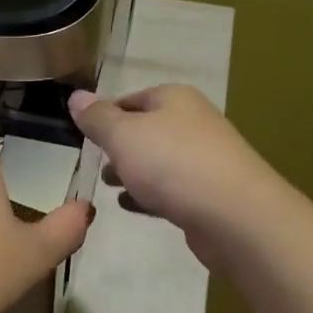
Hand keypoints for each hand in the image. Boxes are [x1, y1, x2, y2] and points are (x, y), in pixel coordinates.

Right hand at [69, 84, 288, 269]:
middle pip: (146, 130)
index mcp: (174, 99)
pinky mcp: (210, 193)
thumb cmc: (172, 164)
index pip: (130, 99)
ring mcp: (205, 159)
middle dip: (118, 146)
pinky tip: (130, 206)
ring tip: (108, 185)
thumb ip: (97, 118)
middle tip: (94, 163)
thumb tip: (76, 96)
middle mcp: (193, 122)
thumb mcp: (123, 135)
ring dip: (132, 171)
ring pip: (158, 160)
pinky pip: (171, 188)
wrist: (235, 215)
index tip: (84, 136)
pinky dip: (149, 194)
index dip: (105, 115)